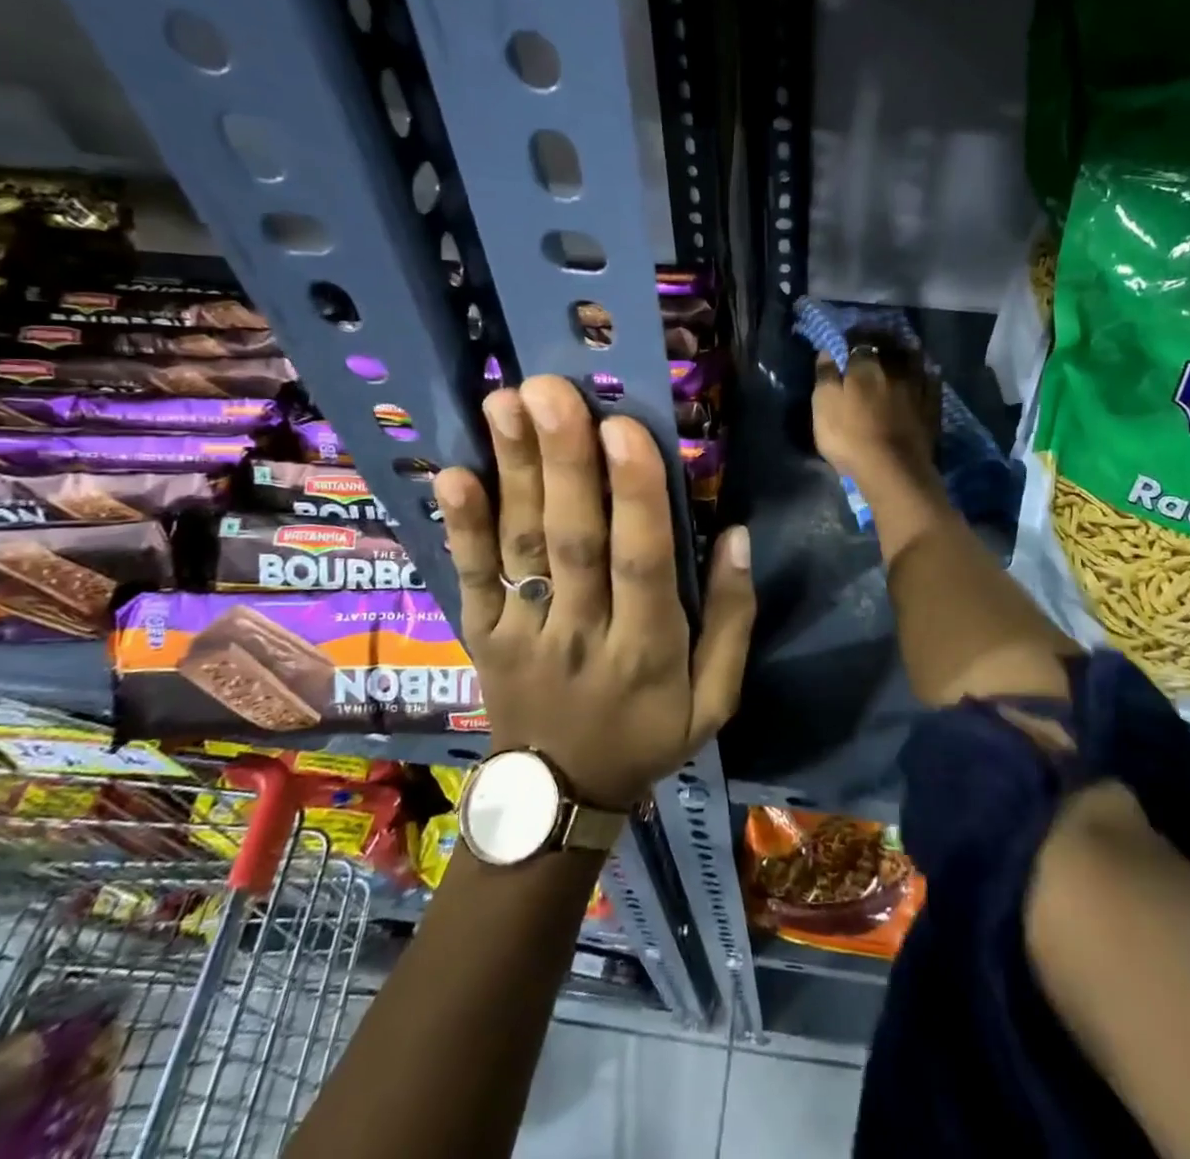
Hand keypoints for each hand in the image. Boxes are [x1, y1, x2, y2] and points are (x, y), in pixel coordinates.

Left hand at [432, 375, 754, 810]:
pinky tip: (452, 474)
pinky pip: (471, 577)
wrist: (557, 798)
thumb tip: (736, 535)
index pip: (642, 564)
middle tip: (552, 390)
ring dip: (513, 471)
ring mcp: (523, 634)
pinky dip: (460, 527)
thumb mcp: (715, 699)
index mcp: (647, 651)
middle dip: (564, 461)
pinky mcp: (482, 635)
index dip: (636, 497)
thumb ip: (731, 619)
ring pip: (521, 545)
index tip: (625, 427)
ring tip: (506, 402)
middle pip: (572, 541)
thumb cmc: (647, 735)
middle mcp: (582, 635)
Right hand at [812, 335, 940, 490]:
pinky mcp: (932, 406)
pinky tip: (927, 372)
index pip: (858, 342)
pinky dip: (927, 373)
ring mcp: (916, 387)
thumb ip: (825, 376)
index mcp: (864, 367)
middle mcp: (893, 369)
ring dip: (906, 351)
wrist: (892, 468)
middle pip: (889, 346)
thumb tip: (827, 351)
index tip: (846, 338)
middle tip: (874, 339)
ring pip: (914, 359)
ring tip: (901, 350)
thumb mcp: (824, 406)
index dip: (852, 338)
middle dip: (881, 339)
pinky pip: (932, 381)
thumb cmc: (850, 437)